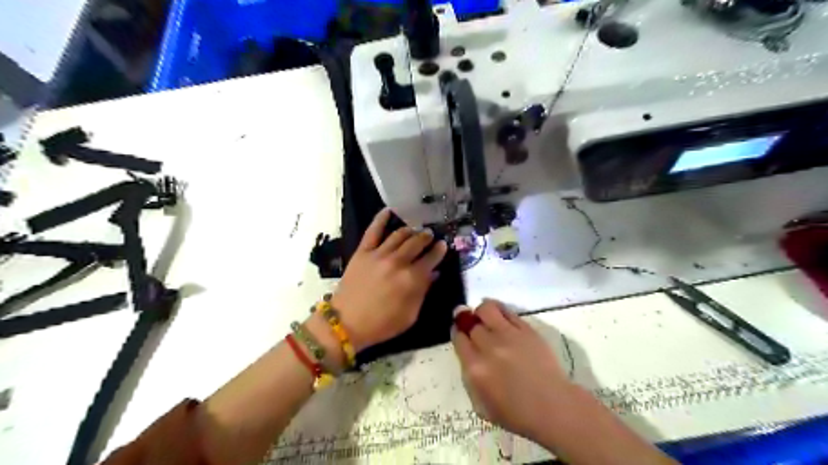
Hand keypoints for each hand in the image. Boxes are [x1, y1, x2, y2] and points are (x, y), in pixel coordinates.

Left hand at [330, 209, 446, 350]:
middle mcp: (398, 261)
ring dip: (410, 230)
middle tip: (430, 235)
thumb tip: (434, 273)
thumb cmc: (381, 324)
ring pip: (399, 234)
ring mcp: (379, 254)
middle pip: (417, 242)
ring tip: (415, 230)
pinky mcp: (363, 251)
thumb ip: (423, 292)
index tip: (443, 245)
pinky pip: (373, 230)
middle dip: (426, 237)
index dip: (439, 250)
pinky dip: (381, 218)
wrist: (346, 323)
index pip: (431, 258)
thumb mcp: (410, 315)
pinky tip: (388, 211)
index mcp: (411, 279)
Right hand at [453, 300, 576, 439]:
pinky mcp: (526, 329)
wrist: (553, 408)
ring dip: (481, 311)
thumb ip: (469, 378)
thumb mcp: (481, 406)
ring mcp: (508, 335)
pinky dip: (498, 309)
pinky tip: (499, 316)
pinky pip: (507, 311)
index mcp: (475, 369)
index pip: (458, 338)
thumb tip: (466, 354)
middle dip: (469, 323)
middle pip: (470, 323)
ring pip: (486, 309)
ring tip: (485, 317)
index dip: (458, 333)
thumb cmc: (516, 414)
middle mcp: (489, 347)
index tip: (461, 333)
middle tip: (473, 326)